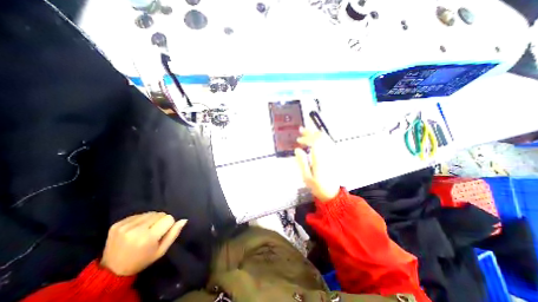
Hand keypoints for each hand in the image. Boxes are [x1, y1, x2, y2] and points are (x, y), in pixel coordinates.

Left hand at [100, 213, 186, 274]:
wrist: (111, 270)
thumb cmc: (142, 260)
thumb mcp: (161, 251)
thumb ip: (174, 234)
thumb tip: (184, 220)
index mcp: (147, 238)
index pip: (169, 218)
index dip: (168, 225)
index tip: (162, 233)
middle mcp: (136, 230)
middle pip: (159, 214)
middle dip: (160, 221)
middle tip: (154, 232)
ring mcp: (125, 226)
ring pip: (150, 213)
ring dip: (151, 219)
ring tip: (145, 230)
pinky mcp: (117, 224)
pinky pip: (138, 214)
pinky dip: (141, 220)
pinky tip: (135, 229)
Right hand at [296, 127, 337, 202]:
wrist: (331, 193)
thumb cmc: (317, 186)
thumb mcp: (306, 177)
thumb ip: (302, 162)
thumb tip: (297, 150)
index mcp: (320, 160)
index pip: (315, 142)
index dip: (306, 138)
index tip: (298, 140)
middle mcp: (327, 154)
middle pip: (321, 138)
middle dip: (310, 132)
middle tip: (301, 130)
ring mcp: (332, 155)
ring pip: (326, 138)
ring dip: (316, 133)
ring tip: (307, 131)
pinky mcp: (333, 156)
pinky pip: (329, 142)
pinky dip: (321, 138)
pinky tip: (316, 138)